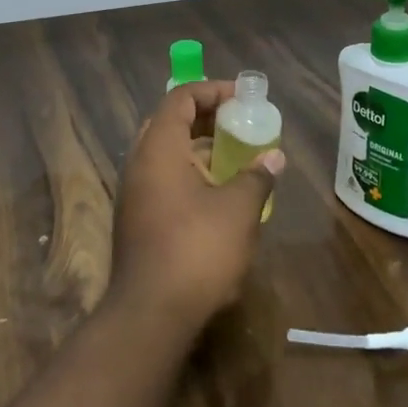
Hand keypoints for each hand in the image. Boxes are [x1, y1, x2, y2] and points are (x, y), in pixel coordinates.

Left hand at [110, 82, 283, 331]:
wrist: (150, 316)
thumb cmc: (196, 251)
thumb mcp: (238, 210)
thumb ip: (257, 177)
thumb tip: (275, 158)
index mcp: (158, 149)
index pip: (180, 98)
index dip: (212, 90)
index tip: (243, 98)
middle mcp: (138, 164)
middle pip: (169, 123)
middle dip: (205, 118)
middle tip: (237, 123)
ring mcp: (133, 195)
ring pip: (164, 154)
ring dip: (198, 149)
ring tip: (234, 157)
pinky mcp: (135, 221)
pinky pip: (162, 180)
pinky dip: (188, 174)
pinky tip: (217, 195)